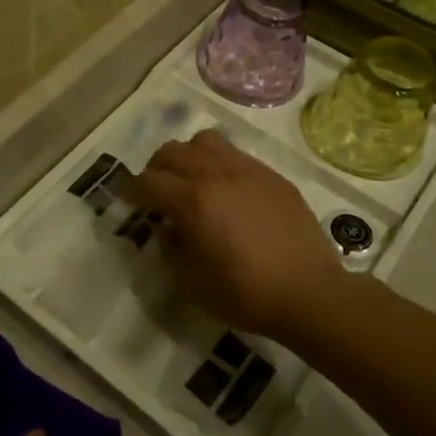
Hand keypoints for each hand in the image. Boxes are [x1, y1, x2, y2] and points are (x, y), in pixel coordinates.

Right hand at [132, 129, 346, 339]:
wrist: (310, 293)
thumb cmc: (245, 294)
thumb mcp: (192, 283)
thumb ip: (170, 249)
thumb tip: (166, 229)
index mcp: (192, 201)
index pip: (147, 182)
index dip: (130, 190)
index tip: (125, 198)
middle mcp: (216, 174)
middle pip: (172, 152)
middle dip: (156, 169)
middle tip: (156, 191)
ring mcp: (247, 170)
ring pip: (204, 141)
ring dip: (189, 157)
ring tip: (192, 180)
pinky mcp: (272, 176)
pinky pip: (236, 155)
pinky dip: (220, 164)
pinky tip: (228, 191)